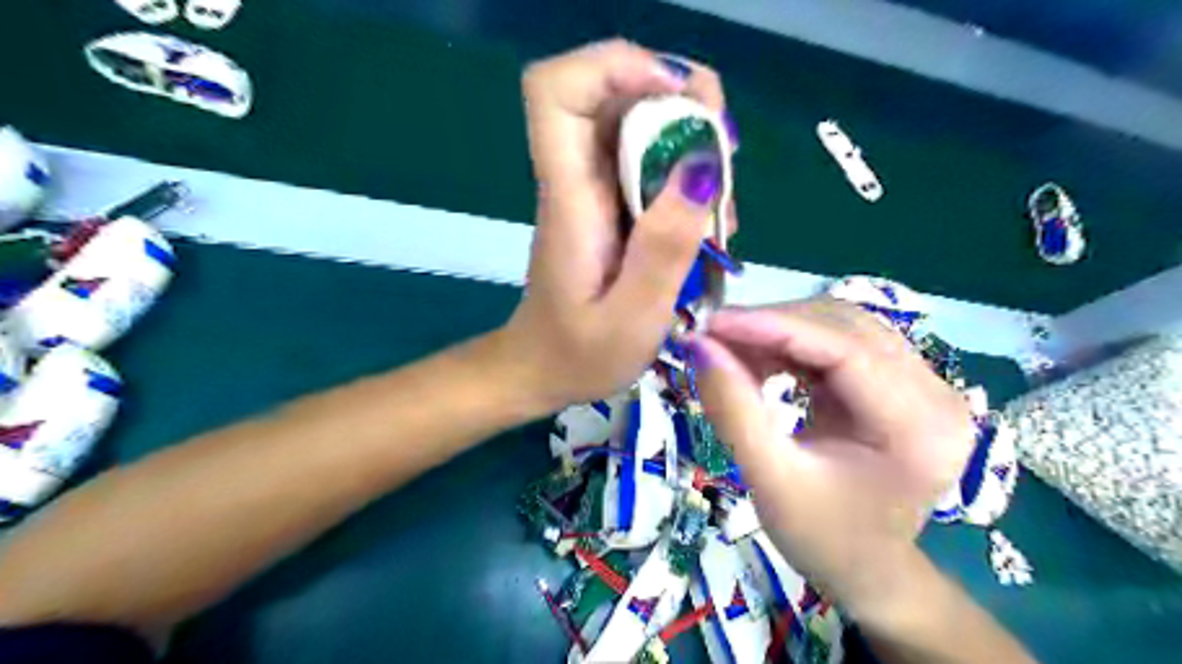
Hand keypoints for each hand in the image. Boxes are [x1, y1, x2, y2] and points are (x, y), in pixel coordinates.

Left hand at [499, 38, 735, 409]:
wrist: (542, 369)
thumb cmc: (580, 355)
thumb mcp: (632, 319)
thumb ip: (664, 248)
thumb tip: (700, 165)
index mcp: (570, 198)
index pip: (556, 90)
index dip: (614, 67)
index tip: (675, 95)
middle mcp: (577, 179)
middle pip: (612, 91)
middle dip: (677, 100)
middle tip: (723, 152)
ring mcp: (593, 189)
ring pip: (639, 122)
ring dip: (690, 140)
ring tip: (721, 199)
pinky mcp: (608, 205)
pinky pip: (649, 160)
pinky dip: (686, 172)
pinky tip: (707, 218)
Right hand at [691, 302, 973, 616]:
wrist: (867, 571)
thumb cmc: (822, 538)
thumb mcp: (770, 480)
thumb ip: (733, 409)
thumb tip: (698, 345)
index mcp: (918, 428)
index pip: (845, 350)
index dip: (774, 326)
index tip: (712, 323)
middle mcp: (936, 393)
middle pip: (846, 327)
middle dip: (773, 324)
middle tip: (713, 336)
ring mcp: (924, 383)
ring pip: (843, 326)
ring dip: (781, 329)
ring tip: (731, 347)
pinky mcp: (903, 382)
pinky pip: (842, 341)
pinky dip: (794, 343)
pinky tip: (760, 356)